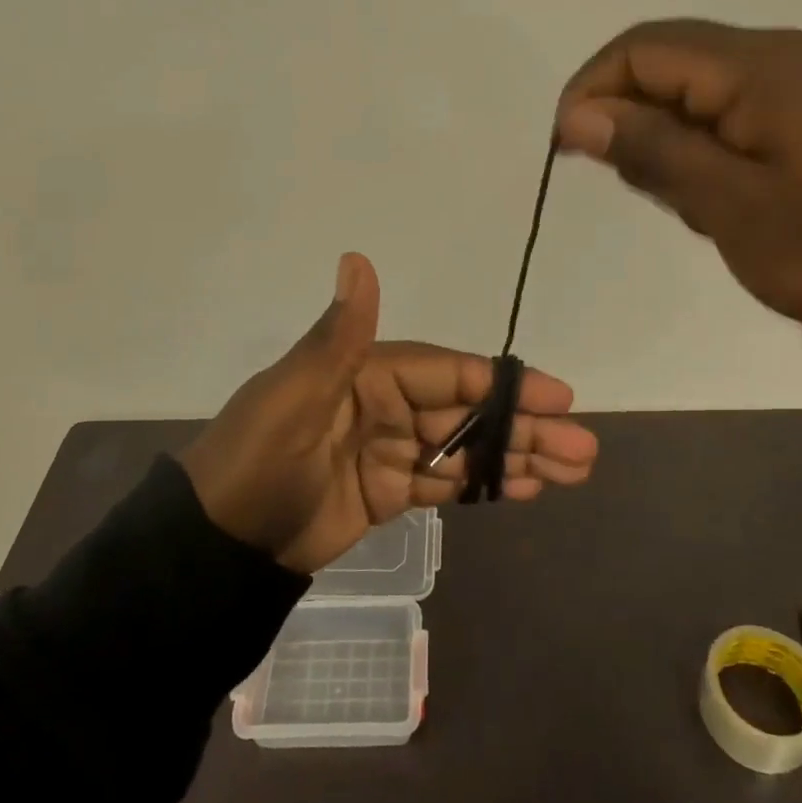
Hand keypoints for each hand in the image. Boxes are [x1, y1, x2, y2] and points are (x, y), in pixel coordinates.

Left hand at [180, 253, 598, 572]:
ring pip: (464, 449)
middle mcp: (385, 405)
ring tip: (573, 470)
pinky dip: (483, 485)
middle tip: (583, 448)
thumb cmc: (259, 462)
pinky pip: (444, 484)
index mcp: (367, 372)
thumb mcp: (295, 397)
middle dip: (524, 428)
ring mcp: (389, 450)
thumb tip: (358, 259)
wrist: (218, 544)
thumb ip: (339, 335)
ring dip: (515, 457)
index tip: (558, 396)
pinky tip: (524, 488)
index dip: (504, 385)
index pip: (449, 373)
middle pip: (467, 412)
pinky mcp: (387, 491)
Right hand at [555, 20, 801, 330]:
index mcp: (761, 66)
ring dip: (668, 134)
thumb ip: (652, 151)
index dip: (590, 90)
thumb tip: (577, 116)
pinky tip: (720, 194)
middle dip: (628, 114)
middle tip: (629, 184)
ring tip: (684, 201)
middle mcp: (784, 54)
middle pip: (671, 60)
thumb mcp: (730, 207)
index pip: (642, 49)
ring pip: (701, 87)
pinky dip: (706, 143)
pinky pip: (738, 108)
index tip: (568, 151)